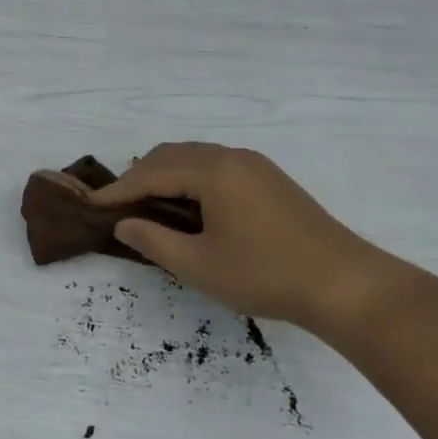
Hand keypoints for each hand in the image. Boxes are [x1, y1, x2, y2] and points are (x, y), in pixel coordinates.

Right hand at [91, 143, 411, 333]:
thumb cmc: (265, 274)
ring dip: (166, 175)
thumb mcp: (200, 265)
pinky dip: (191, 178)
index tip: (92, 205)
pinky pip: (217, 166)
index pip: (152, 172)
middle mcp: (232, 156)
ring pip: (196, 157)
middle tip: (118, 206)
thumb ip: (155, 241)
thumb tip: (124, 224)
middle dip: (140, 176)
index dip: (119, 190)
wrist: (344, 284)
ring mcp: (255, 165)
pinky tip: (189, 206)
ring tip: (147, 205)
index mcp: (213, 171)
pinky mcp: (270, 179)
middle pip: (172, 155)